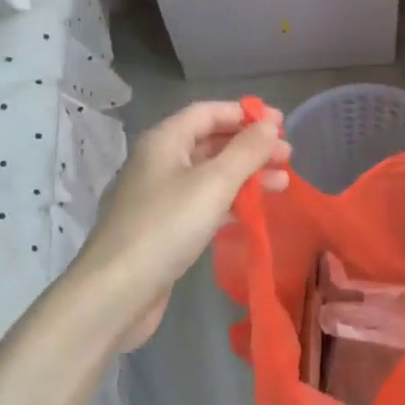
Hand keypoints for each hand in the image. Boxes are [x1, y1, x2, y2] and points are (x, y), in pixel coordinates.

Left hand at [70, 101, 289, 350]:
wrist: (116, 292)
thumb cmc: (166, 227)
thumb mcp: (214, 183)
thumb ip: (246, 151)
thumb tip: (269, 126)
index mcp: (165, 141)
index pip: (209, 112)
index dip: (246, 114)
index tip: (282, 124)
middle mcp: (160, 161)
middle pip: (212, 142)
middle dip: (251, 147)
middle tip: (288, 157)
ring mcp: (161, 196)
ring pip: (211, 174)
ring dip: (247, 175)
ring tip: (282, 184)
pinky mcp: (165, 227)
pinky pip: (204, 202)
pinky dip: (232, 200)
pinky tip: (255, 210)